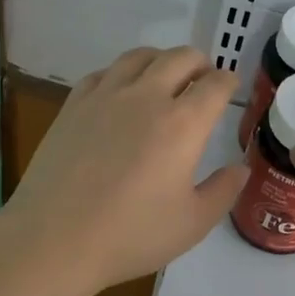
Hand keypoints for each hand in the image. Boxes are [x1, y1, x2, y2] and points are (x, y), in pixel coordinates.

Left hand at [0, 46, 248, 295]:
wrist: (54, 239)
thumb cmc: (130, 235)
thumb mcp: (192, 224)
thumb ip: (223, 191)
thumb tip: (241, 168)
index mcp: (183, 124)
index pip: (215, 85)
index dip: (228, 82)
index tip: (230, 87)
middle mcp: (147, 97)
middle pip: (181, 58)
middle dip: (200, 63)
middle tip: (204, 78)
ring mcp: (106, 96)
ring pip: (140, 56)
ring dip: (162, 60)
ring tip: (165, 75)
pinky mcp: (74, 104)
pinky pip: (104, 72)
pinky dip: (123, 73)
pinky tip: (121, 91)